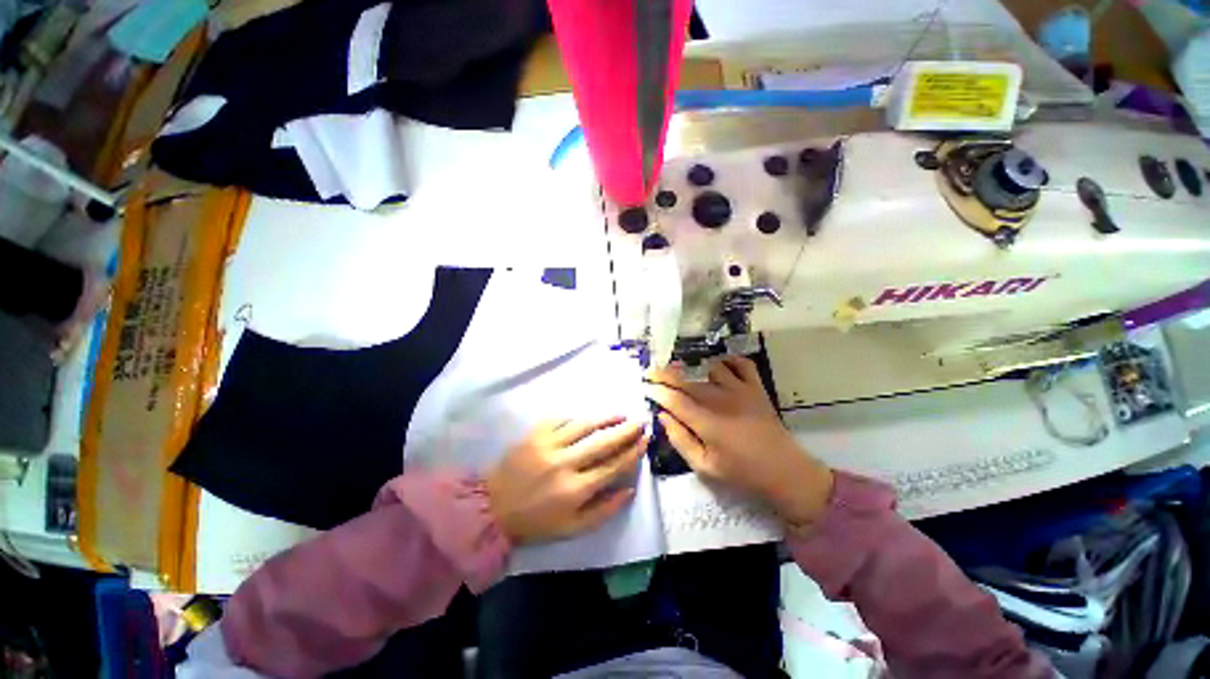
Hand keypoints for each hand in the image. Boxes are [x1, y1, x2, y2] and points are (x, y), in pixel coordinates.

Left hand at [486, 417, 647, 543]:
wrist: (493, 507)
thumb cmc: (536, 521)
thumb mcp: (573, 528)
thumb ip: (604, 510)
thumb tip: (629, 489)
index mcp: (575, 490)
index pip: (613, 466)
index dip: (632, 452)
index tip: (645, 441)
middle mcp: (564, 463)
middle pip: (603, 442)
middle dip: (626, 431)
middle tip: (640, 422)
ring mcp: (548, 445)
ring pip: (584, 425)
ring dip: (605, 418)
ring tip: (620, 415)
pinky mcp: (534, 434)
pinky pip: (562, 419)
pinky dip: (578, 417)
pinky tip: (588, 417)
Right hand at [646, 357, 833, 526]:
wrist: (785, 471)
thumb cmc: (741, 473)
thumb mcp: (704, 467)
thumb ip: (680, 440)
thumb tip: (663, 416)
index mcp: (707, 422)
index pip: (674, 399)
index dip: (657, 390)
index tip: (645, 386)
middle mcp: (722, 400)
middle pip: (687, 380)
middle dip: (665, 374)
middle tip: (652, 373)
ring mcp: (741, 390)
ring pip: (710, 368)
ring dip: (695, 370)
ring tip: (686, 376)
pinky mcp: (756, 387)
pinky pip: (741, 363)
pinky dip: (728, 361)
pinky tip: (719, 368)